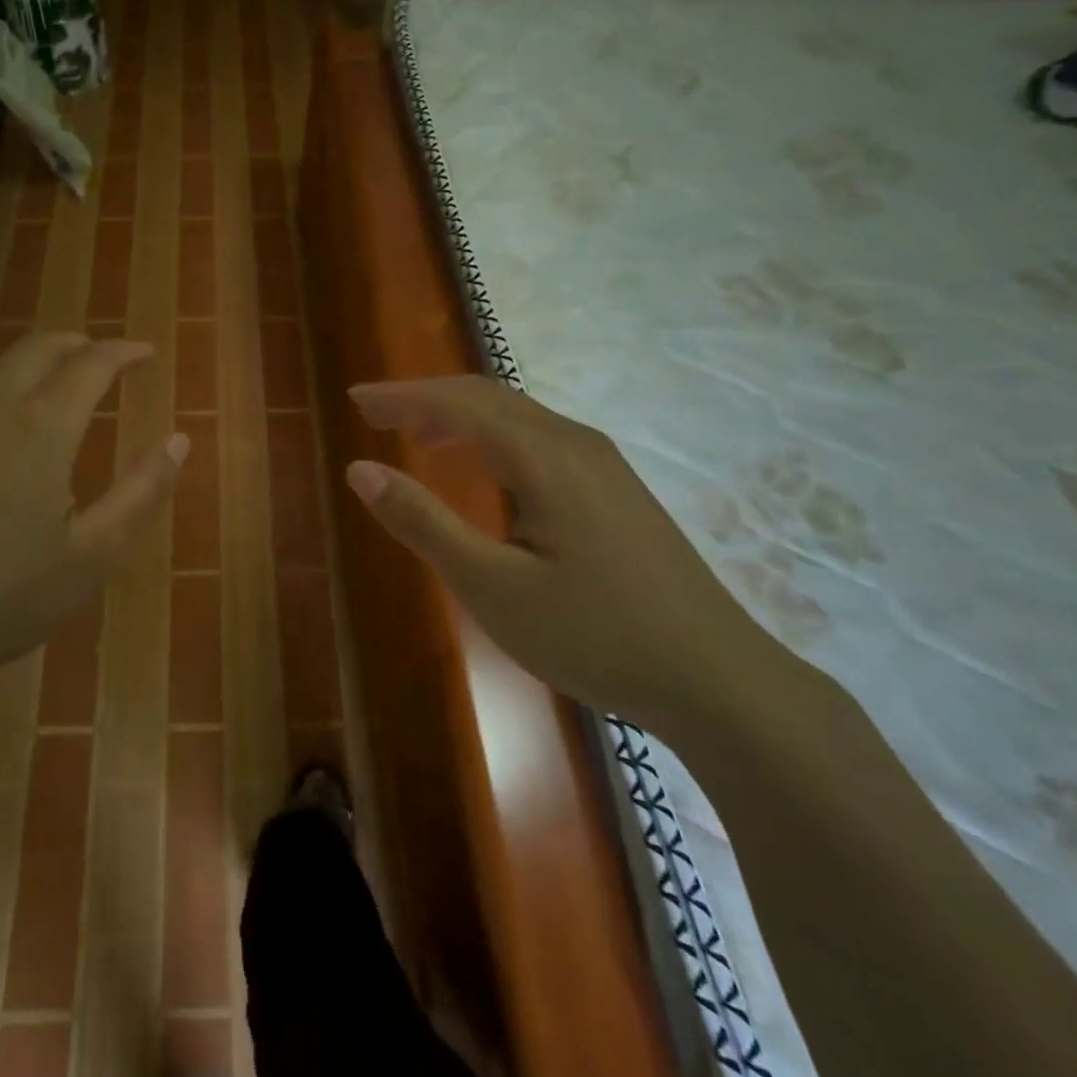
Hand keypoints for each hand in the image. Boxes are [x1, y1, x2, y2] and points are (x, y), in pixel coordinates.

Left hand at [0, 333, 186, 698]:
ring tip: (53, 386)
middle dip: (79, 344)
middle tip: (104, 359)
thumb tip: (179, 440)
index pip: (92, 363)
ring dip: (33, 364)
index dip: (124, 352)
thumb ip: (141, 492)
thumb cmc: (2, 600)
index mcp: (41, 427)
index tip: (145, 354)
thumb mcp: (92, 557)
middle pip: (39, 347)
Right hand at [346, 376, 767, 726]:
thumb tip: (360, 470)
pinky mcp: (616, 491)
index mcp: (543, 457)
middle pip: (488, 397)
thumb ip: (424, 522)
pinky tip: (484, 469)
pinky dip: (493, 438)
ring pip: (517, 417)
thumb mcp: (492, 587)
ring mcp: (603, 466)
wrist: (719, 680)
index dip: (402, 396)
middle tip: (375, 413)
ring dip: (460, 416)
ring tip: (417, 434)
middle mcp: (574, 444)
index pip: (458, 403)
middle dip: (426, 398)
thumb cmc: (596, 635)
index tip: (356, 399)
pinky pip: (539, 440)